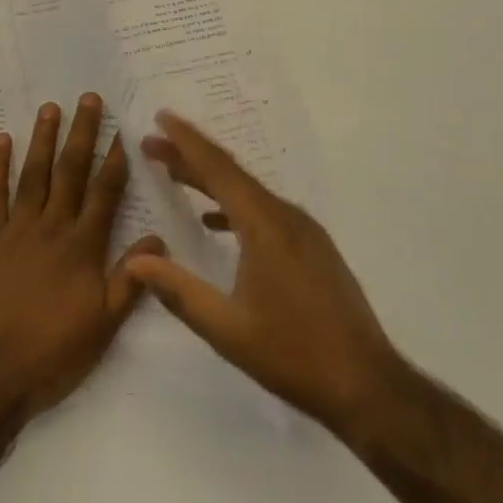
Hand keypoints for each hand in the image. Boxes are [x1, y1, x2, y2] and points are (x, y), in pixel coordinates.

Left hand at [0, 94, 163, 420]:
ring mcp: (16, 230)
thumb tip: (158, 239)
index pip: (105, 193)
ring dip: (42, 139)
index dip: (115, 161)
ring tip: (50, 107)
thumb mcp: (103, 325)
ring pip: (33, 175)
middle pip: (71, 172)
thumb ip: (131, 279)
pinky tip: (0, 140)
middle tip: (88, 98)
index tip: (122, 130)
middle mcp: (52, 228)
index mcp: (83, 247)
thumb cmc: (52, 354)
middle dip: (82, 133)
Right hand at [125, 111, 403, 437]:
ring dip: (211, 181)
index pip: (218, 169)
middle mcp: (286, 216)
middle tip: (153, 144)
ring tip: (176, 174)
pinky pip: (265, 211)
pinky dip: (234, 207)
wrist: (367, 385)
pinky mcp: (313, 248)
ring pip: (249, 193)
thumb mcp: (227, 329)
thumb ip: (178, 291)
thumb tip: (136, 260)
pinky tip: (215, 222)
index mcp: (265, 225)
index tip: (161, 116)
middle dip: (190, 156)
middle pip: (232, 174)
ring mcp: (304, 231)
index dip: (186, 141)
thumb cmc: (294, 355)